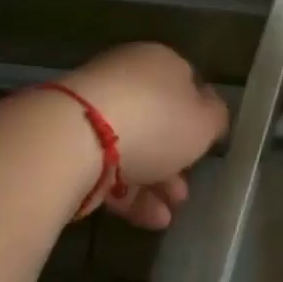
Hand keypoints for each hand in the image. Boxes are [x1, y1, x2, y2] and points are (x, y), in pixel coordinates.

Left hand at [59, 43, 229, 228]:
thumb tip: (210, 111)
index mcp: (160, 62)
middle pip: (158, 120)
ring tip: (167, 216)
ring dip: (153, 183)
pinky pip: (105, 165)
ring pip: (132, 146)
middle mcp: (125, 77)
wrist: (75, 139)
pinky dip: (126, 191)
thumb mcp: (204, 122)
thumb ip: (215, 117)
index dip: (199, 120)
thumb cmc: (155, 122)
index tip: (205, 150)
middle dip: (174, 159)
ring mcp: (93, 108)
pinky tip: (145, 219)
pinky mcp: (68, 140)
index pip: (186, 85)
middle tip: (184, 191)